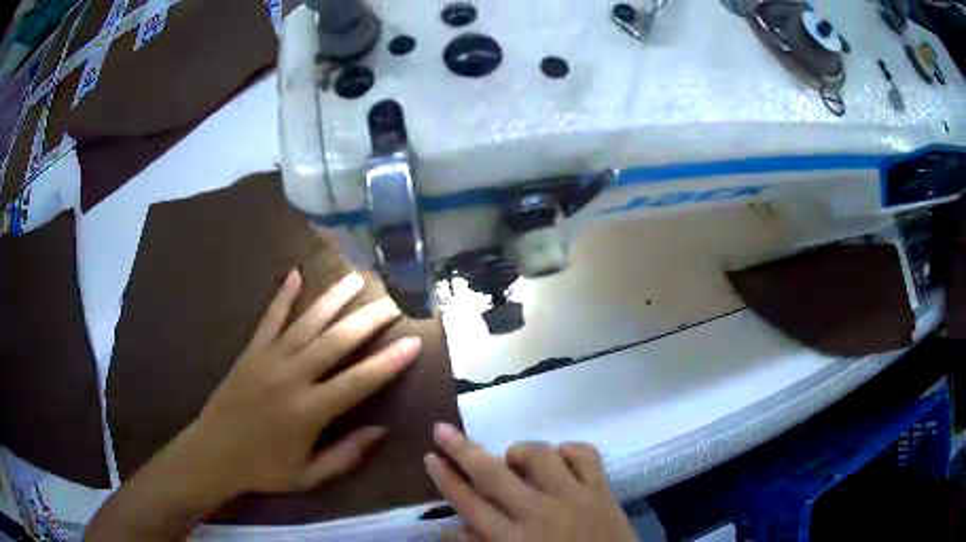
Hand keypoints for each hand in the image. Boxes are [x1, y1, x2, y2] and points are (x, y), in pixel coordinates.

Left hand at [181, 269, 422, 497]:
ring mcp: (269, 358)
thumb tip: (380, 431)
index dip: (389, 362)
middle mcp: (292, 376)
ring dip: (334, 299)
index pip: (359, 381)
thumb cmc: (264, 469)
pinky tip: (295, 274)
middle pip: (337, 341)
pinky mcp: (251, 351)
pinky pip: (269, 318)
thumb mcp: (309, 475)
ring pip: (307, 322)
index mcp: (310, 410)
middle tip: (392, 302)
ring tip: (356, 279)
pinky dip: (283, 296)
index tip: (414, 341)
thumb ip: (346, 455)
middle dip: (368, 320)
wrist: (213, 453)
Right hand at [424, 425, 636, 541]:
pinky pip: (585, 455)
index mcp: (513, 539)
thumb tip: (450, 529)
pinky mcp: (602, 492)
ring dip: (519, 452)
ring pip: (540, 456)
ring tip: (513, 459)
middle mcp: (539, 513)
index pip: (470, 504)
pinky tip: (560, 458)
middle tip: (443, 430)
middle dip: (463, 450)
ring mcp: (574, 498)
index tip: (431, 456)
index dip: (447, 479)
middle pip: (493, 475)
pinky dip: (568, 450)